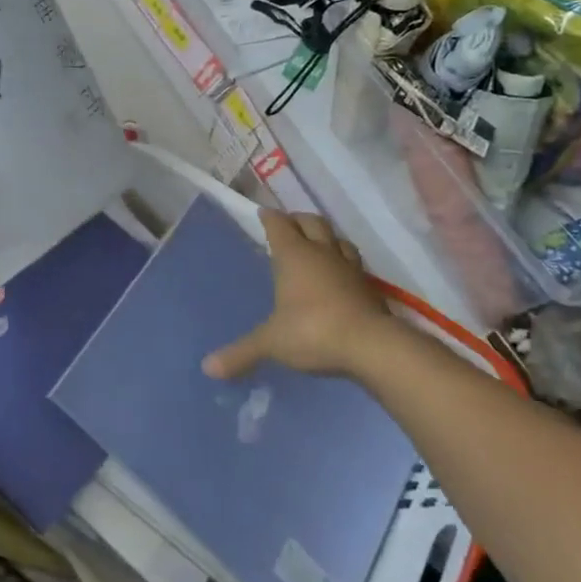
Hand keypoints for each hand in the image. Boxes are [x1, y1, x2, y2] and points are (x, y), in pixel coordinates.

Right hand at [204, 211, 407, 381]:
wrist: (372, 346)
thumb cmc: (312, 331)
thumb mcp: (271, 342)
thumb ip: (241, 352)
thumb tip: (208, 368)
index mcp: (294, 255)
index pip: (279, 225)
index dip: (270, 218)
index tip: (263, 213)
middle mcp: (322, 253)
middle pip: (312, 223)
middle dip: (299, 220)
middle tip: (289, 225)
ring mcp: (350, 268)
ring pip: (338, 240)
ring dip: (327, 238)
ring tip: (317, 246)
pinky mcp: (370, 287)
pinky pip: (354, 264)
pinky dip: (344, 264)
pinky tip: (340, 276)